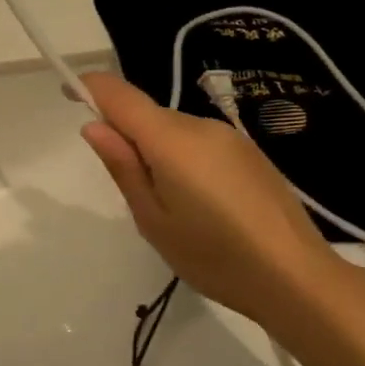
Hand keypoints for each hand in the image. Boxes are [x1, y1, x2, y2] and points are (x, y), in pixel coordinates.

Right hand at [78, 72, 346, 326]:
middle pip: (149, 115)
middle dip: (128, 137)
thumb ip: (123, 167)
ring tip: (174, 210)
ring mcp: (231, 137)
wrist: (296, 277)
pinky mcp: (250, 153)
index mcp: (172, 140)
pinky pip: (201, 144)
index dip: (90, 88)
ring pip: (176, 131)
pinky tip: (203, 205)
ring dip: (159, 153)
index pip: (121, 95)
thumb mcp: (153, 219)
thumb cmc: (214, 255)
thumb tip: (94, 126)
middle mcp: (201, 125)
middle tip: (135, 194)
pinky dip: (185, 161)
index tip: (68, 93)